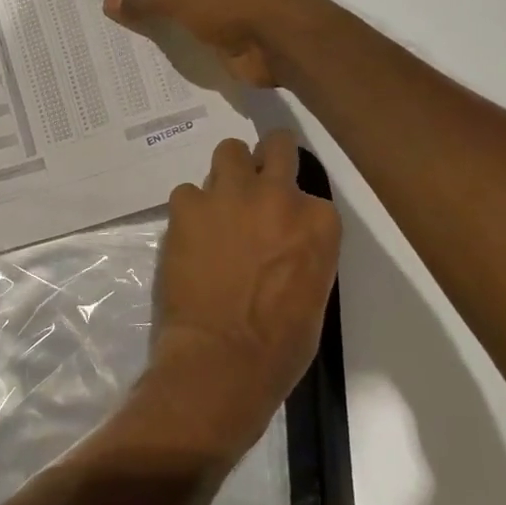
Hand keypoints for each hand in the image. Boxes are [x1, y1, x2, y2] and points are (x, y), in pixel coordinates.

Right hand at [104, 0, 325, 89]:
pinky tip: (142, 55)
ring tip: (112, 34)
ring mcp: (221, 6)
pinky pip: (190, 39)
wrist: (282, 41)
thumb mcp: (179, 0)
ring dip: (156, 25)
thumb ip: (143, 2)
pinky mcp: (225, 36)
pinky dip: (173, 47)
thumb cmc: (231, 4)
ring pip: (179, 14)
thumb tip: (107, 0)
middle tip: (99, 8)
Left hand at [139, 132, 341, 460]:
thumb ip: (301, 250)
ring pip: (228, 152)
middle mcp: (277, 195)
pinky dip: (189, 209)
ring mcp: (229, 195)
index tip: (280, 222)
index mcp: (319, 221)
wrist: (220, 358)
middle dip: (265, 159)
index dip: (291, 205)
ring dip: (226, 174)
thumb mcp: (313, 293)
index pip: (309, 191)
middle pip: (276, 146)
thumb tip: (281, 241)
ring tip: (217, 206)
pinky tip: (188, 234)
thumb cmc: (278, 345)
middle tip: (253, 182)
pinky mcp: (187, 205)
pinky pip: (187, 191)